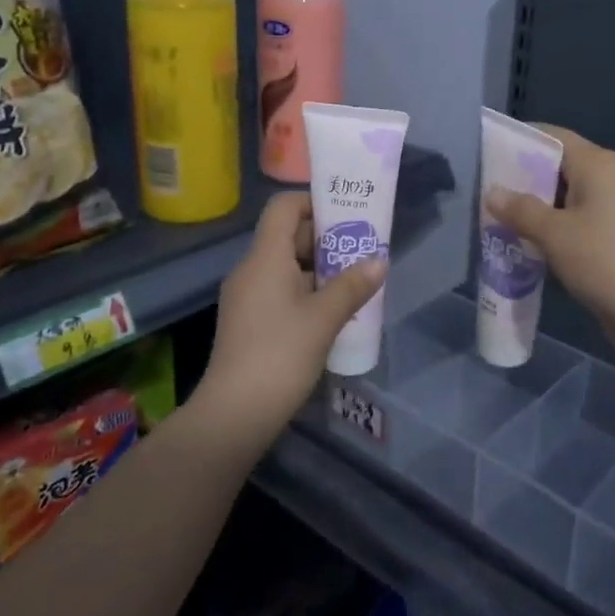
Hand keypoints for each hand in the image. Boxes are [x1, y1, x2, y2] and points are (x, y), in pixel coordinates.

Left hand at [191, 191, 387, 451]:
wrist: (235, 413)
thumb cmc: (280, 354)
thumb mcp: (324, 318)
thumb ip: (353, 285)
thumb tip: (379, 261)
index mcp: (265, 257)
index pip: (284, 206)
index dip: (314, 202)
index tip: (347, 214)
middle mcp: (252, 268)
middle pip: (288, 235)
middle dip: (327, 239)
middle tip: (363, 248)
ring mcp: (247, 295)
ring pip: (287, 265)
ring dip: (320, 267)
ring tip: (356, 279)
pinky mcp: (249, 320)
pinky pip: (280, 289)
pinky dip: (307, 289)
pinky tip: (333, 310)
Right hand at [486, 126, 614, 352]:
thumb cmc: (604, 260)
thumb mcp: (553, 234)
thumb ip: (520, 210)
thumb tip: (492, 192)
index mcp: (598, 164)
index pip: (553, 136)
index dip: (520, 140)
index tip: (489, 152)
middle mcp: (613, 178)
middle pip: (561, 166)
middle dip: (525, 179)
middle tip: (488, 192)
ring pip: (571, 197)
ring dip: (540, 207)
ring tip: (502, 220)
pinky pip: (582, 221)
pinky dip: (558, 227)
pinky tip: (533, 244)